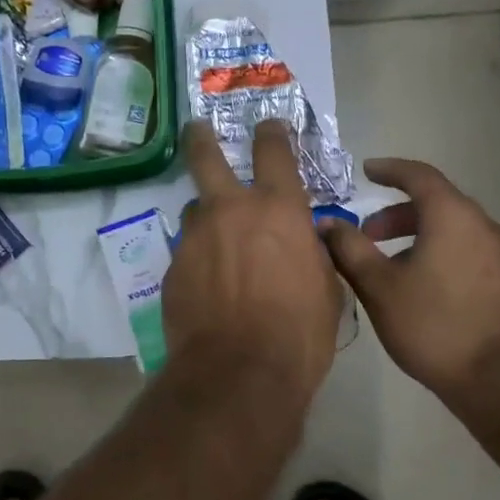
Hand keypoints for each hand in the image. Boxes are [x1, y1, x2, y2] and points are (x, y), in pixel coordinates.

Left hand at [162, 120, 343, 399]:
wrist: (239, 374)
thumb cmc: (299, 333)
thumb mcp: (327, 289)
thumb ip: (314, 254)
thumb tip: (309, 241)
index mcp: (278, 209)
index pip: (273, 151)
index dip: (271, 132)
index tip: (268, 125)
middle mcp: (231, 210)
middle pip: (206, 156)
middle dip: (201, 137)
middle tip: (196, 128)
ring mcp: (196, 236)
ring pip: (195, 208)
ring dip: (206, 216)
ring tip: (216, 240)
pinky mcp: (172, 266)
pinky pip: (187, 249)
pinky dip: (198, 257)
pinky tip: (207, 284)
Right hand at [319, 159, 499, 396]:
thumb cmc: (435, 325)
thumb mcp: (379, 286)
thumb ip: (349, 248)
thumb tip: (327, 222)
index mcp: (453, 216)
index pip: (419, 175)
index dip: (390, 169)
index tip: (367, 171)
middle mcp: (485, 225)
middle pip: (437, 203)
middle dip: (397, 214)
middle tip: (368, 235)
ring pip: (455, 229)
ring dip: (420, 236)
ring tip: (393, 266)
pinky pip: (471, 251)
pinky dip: (443, 252)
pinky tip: (426, 287)